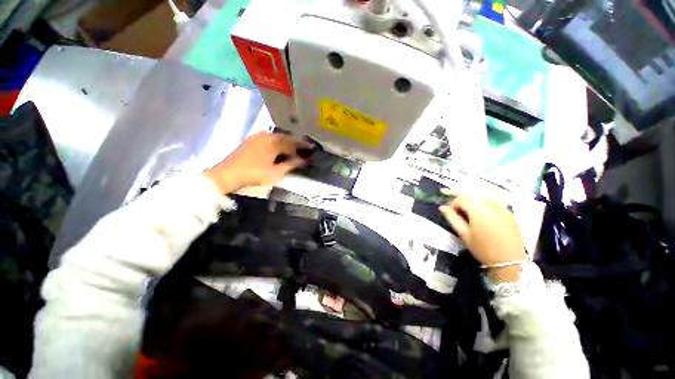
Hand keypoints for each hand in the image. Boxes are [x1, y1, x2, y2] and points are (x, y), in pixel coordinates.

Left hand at [204, 132, 312, 193]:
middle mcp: (267, 135)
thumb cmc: (254, 173)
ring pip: (277, 138)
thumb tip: (303, 161)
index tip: (312, 148)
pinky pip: (269, 139)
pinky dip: (276, 144)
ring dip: (286, 144)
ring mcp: (257, 137)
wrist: (227, 174)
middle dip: (295, 144)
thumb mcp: (275, 172)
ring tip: (292, 151)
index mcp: (274, 142)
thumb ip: (290, 165)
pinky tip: (278, 151)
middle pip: (285, 138)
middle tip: (303, 150)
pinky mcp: (251, 140)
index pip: (293, 142)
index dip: (303, 146)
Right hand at [439, 191, 525, 282]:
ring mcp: (502, 208)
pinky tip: (480, 210)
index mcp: (478, 211)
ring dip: (472, 199)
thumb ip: (452, 218)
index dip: (453, 204)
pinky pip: (494, 201)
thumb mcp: (464, 234)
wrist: (509, 261)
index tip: (451, 214)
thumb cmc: (483, 249)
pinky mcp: (509, 213)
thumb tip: (442, 207)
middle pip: (472, 194)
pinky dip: (484, 202)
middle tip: (456, 206)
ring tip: (466, 208)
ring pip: (483, 196)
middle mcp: (491, 205)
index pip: (461, 199)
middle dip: (461, 198)